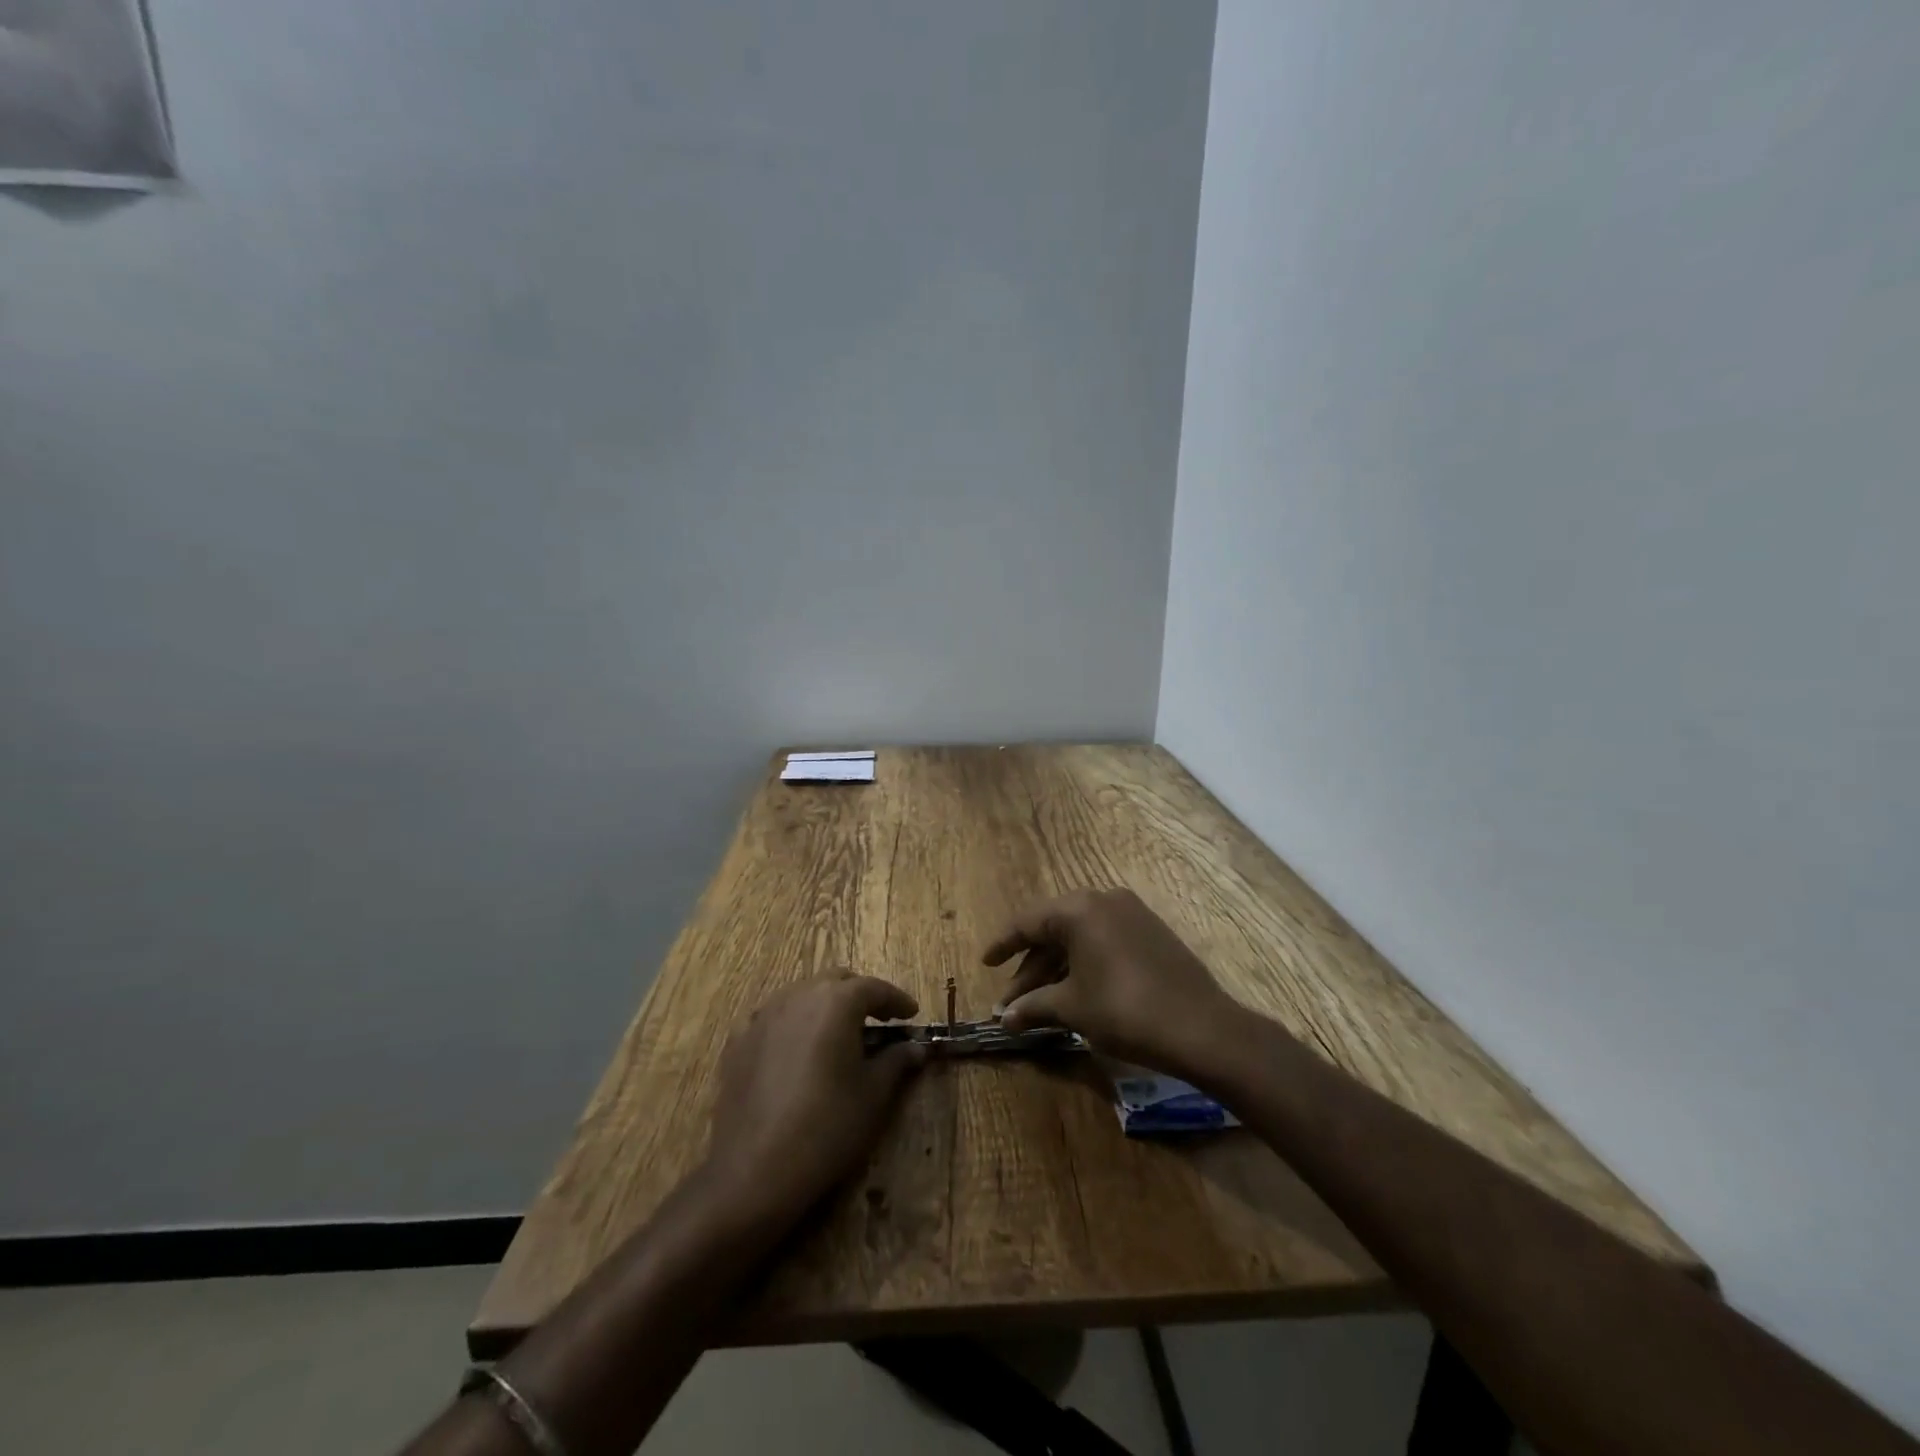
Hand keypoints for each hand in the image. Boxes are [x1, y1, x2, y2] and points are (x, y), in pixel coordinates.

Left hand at [704, 972, 925, 1229]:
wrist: (754, 1170)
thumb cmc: (827, 1126)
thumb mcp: (873, 1094)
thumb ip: (896, 1061)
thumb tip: (915, 1048)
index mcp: (836, 1002)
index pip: (874, 988)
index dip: (896, 1000)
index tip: (911, 1014)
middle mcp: (798, 996)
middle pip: (835, 982)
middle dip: (859, 995)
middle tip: (878, 1021)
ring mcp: (763, 1016)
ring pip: (801, 995)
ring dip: (824, 1006)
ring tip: (838, 1034)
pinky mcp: (738, 1041)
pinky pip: (771, 1018)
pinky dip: (791, 1024)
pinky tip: (796, 1050)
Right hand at [985, 888, 1242, 1079]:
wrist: (1201, 1028)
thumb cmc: (1125, 1011)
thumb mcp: (1072, 1008)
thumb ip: (1034, 1006)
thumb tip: (1005, 1019)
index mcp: (1079, 909)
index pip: (1028, 922)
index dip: (1003, 945)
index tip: (985, 963)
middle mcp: (1103, 900)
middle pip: (1054, 930)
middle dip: (1030, 967)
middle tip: (1012, 1002)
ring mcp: (1131, 913)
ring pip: (1080, 937)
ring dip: (1056, 969)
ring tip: (1040, 1005)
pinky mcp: (1151, 932)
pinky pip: (1104, 941)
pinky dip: (1083, 963)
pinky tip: (1074, 992)